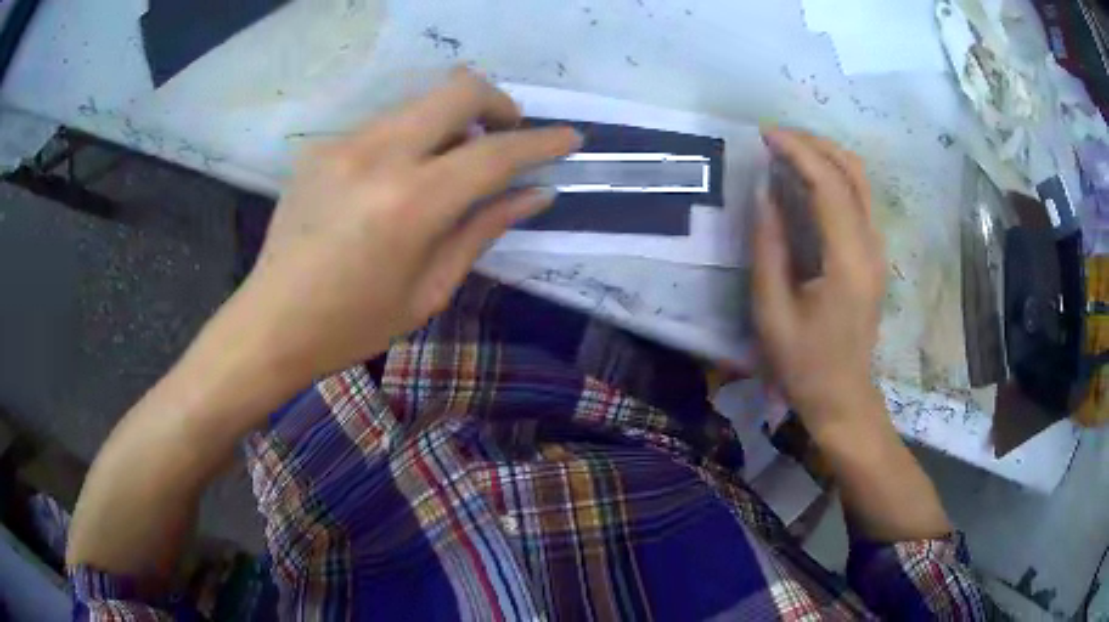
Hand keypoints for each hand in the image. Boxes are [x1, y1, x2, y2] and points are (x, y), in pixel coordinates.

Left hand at [238, 70, 580, 381]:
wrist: (271, 322)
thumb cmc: (354, 324)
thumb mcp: (429, 290)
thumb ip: (484, 229)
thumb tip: (534, 194)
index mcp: (411, 203)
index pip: (494, 152)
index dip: (541, 141)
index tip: (569, 138)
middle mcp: (378, 155)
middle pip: (457, 89)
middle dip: (496, 103)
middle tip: (504, 136)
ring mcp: (344, 144)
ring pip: (419, 103)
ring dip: (450, 121)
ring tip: (451, 163)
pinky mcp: (321, 147)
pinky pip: (384, 124)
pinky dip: (410, 138)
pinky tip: (399, 178)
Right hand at [752, 128, 886, 439]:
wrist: (843, 396)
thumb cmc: (804, 364)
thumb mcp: (772, 311)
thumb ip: (768, 247)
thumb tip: (764, 192)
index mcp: (848, 261)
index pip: (830, 185)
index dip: (798, 151)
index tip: (765, 134)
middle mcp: (871, 246)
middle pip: (853, 172)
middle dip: (815, 144)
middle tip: (775, 137)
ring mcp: (878, 250)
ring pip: (860, 181)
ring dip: (826, 156)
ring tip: (788, 150)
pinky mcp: (874, 255)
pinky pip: (858, 199)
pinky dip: (834, 176)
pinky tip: (807, 179)